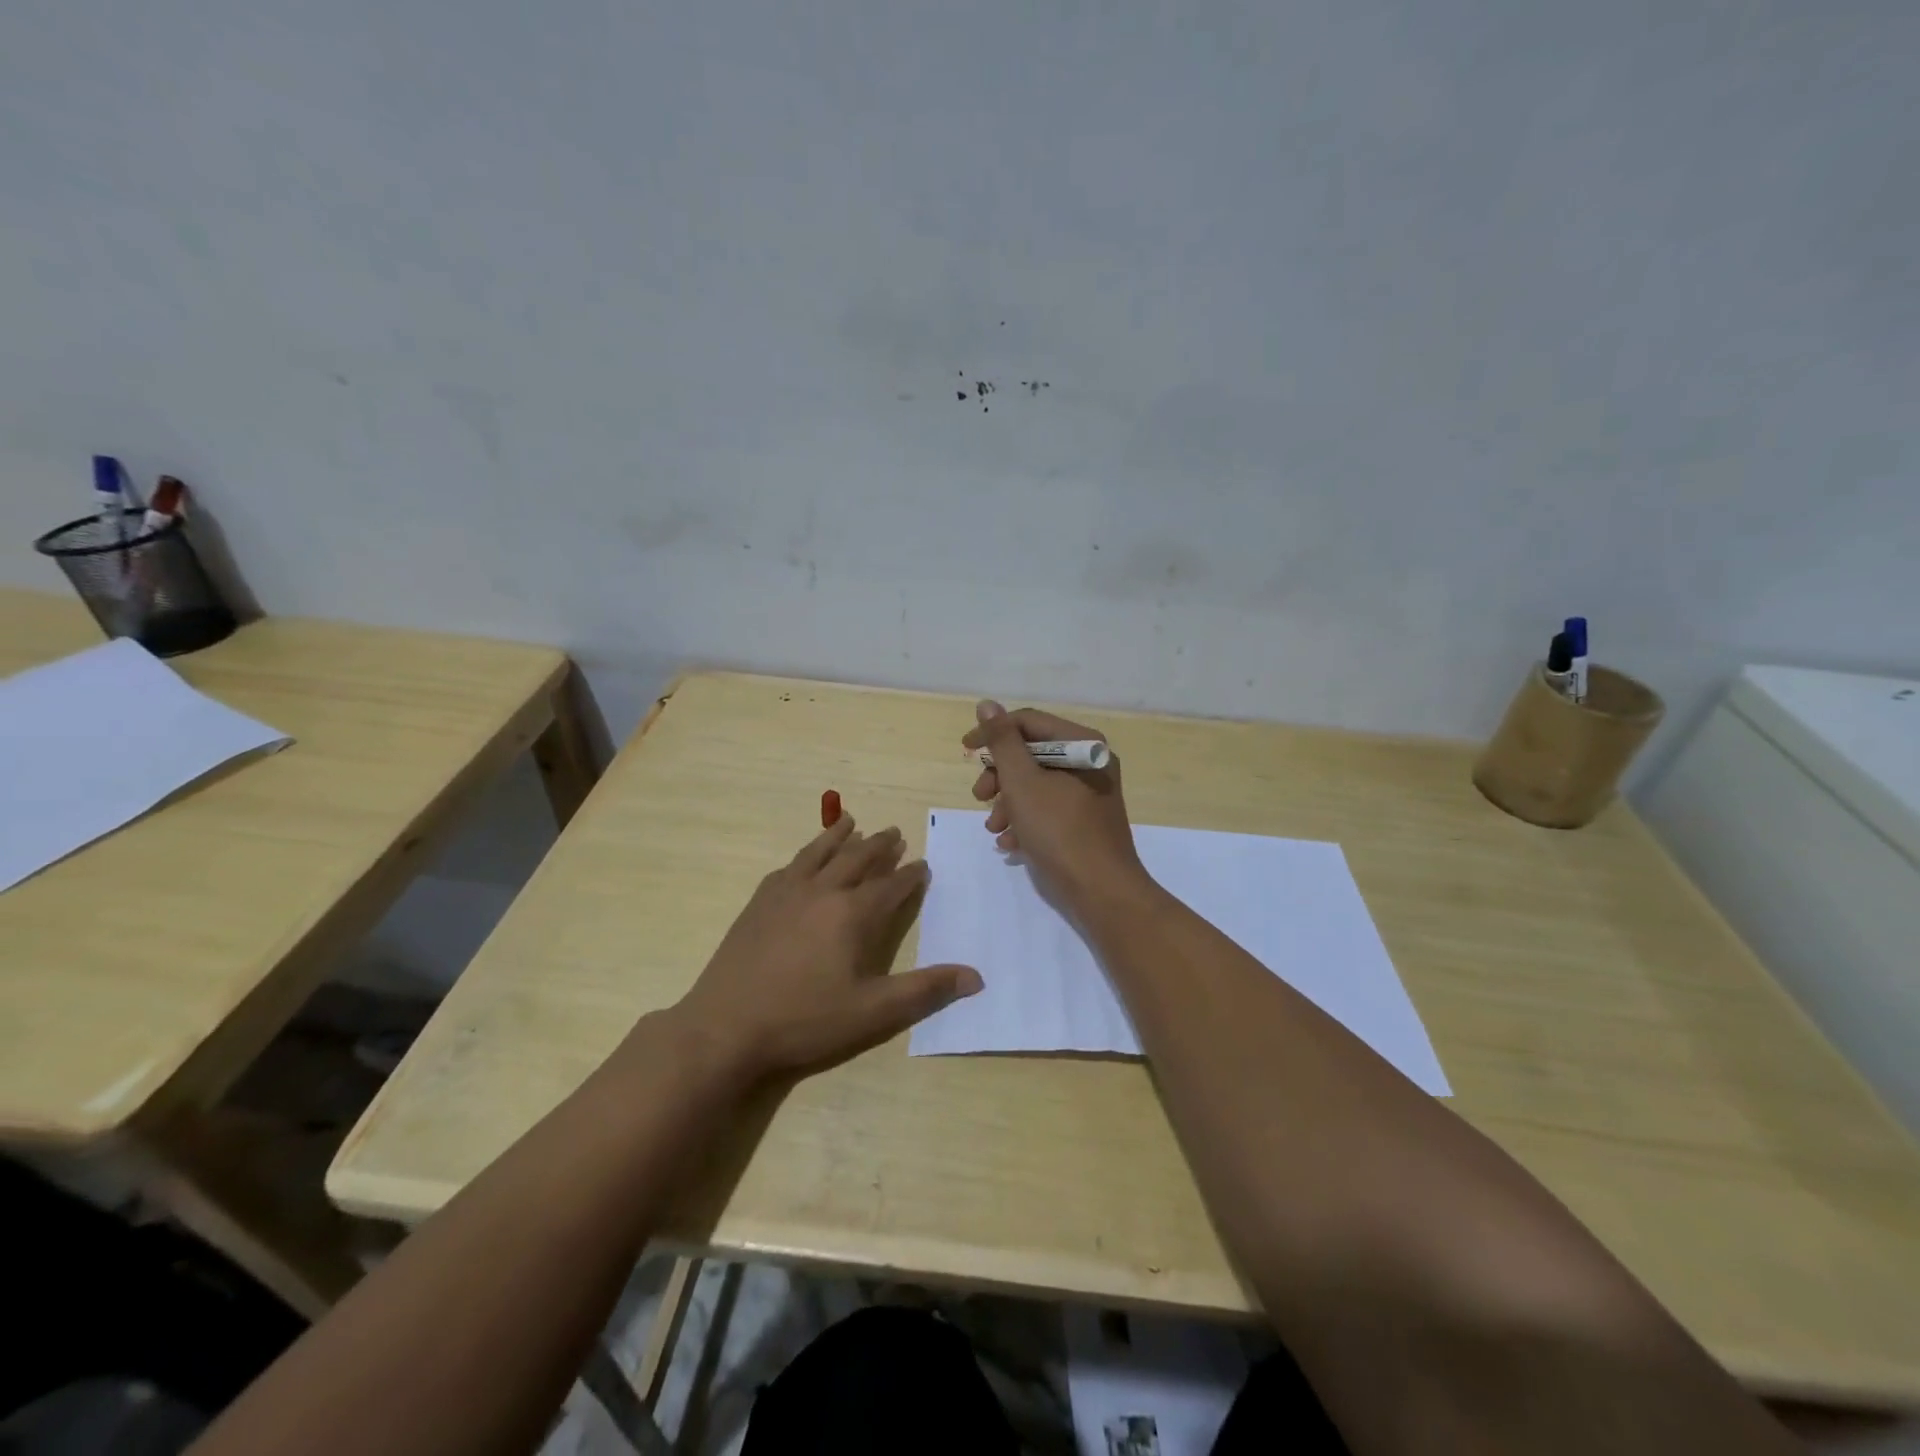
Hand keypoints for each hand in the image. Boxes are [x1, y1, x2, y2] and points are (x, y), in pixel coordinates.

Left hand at [673, 816, 981, 1082]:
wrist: (726, 1027)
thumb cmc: (804, 1020)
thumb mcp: (872, 1012)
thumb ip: (924, 991)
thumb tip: (976, 977)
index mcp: (853, 914)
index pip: (891, 886)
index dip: (910, 875)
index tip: (923, 864)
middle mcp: (822, 892)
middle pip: (858, 859)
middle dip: (880, 846)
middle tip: (894, 833)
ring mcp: (786, 893)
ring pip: (820, 853)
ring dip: (839, 836)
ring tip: (851, 821)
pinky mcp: (758, 903)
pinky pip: (788, 867)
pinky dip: (804, 856)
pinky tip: (804, 860)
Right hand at [962, 700, 1150, 913]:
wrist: (1102, 892)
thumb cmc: (1060, 831)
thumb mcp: (1023, 782)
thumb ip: (1003, 742)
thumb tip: (988, 705)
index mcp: (1082, 744)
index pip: (1029, 722)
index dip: (993, 733)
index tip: (965, 751)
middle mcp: (1090, 762)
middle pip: (1032, 754)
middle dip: (1000, 776)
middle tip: (979, 796)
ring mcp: (1090, 794)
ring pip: (1037, 784)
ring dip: (1008, 802)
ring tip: (995, 828)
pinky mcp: (1085, 822)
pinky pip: (1048, 809)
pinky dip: (1026, 820)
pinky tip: (1011, 843)